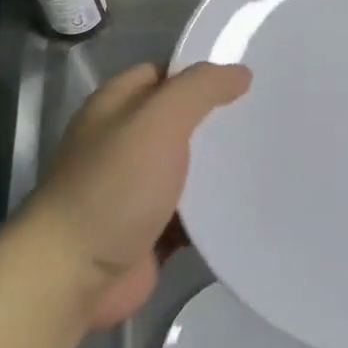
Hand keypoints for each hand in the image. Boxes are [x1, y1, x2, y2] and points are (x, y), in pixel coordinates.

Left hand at [14, 62, 250, 328]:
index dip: (201, 73)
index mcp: (116, 106)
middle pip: (179, 122)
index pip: (164, 74)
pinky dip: (214, 212)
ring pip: (188, 170)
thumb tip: (240, 73)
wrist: (75, 275)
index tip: (249, 80)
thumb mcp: (159, 121)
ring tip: (273, 159)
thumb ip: (199, 89)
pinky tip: (251, 205)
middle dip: (218, 122)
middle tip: (268, 119)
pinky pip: (191, 214)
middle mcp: (122, 143)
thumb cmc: (114, 187)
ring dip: (220, 169)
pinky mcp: (149, 230)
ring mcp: (135, 190)